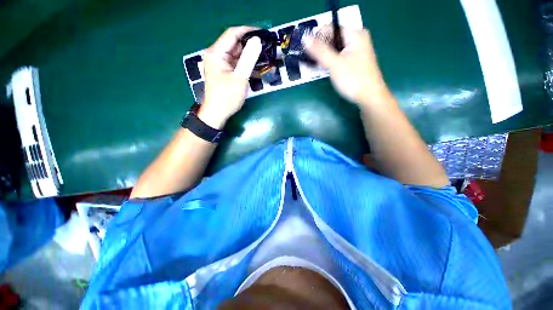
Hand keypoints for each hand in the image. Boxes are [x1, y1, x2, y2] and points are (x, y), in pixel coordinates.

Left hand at [199, 26, 257, 128]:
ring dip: (250, 57)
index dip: (248, 31)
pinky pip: (236, 65)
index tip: (263, 33)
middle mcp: (216, 55)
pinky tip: (257, 71)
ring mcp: (220, 64)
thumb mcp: (240, 78)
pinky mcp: (224, 72)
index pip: (232, 34)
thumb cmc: (227, 97)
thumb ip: (248, 59)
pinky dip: (246, 67)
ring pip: (237, 55)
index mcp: (216, 53)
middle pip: (235, 44)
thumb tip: (257, 41)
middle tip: (266, 48)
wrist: (217, 114)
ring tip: (265, 59)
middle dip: (250, 46)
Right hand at [303, 27, 390, 108]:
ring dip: (323, 57)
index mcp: (355, 34)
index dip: (317, 38)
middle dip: (320, 49)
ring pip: (334, 49)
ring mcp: (355, 51)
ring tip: (316, 67)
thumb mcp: (334, 64)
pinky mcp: (353, 61)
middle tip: (312, 63)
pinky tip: (324, 69)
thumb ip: (319, 51)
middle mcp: (356, 39)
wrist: (369, 97)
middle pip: (332, 39)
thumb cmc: (353, 79)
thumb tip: (304, 38)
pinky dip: (329, 62)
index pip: (331, 28)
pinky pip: (338, 57)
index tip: (308, 53)